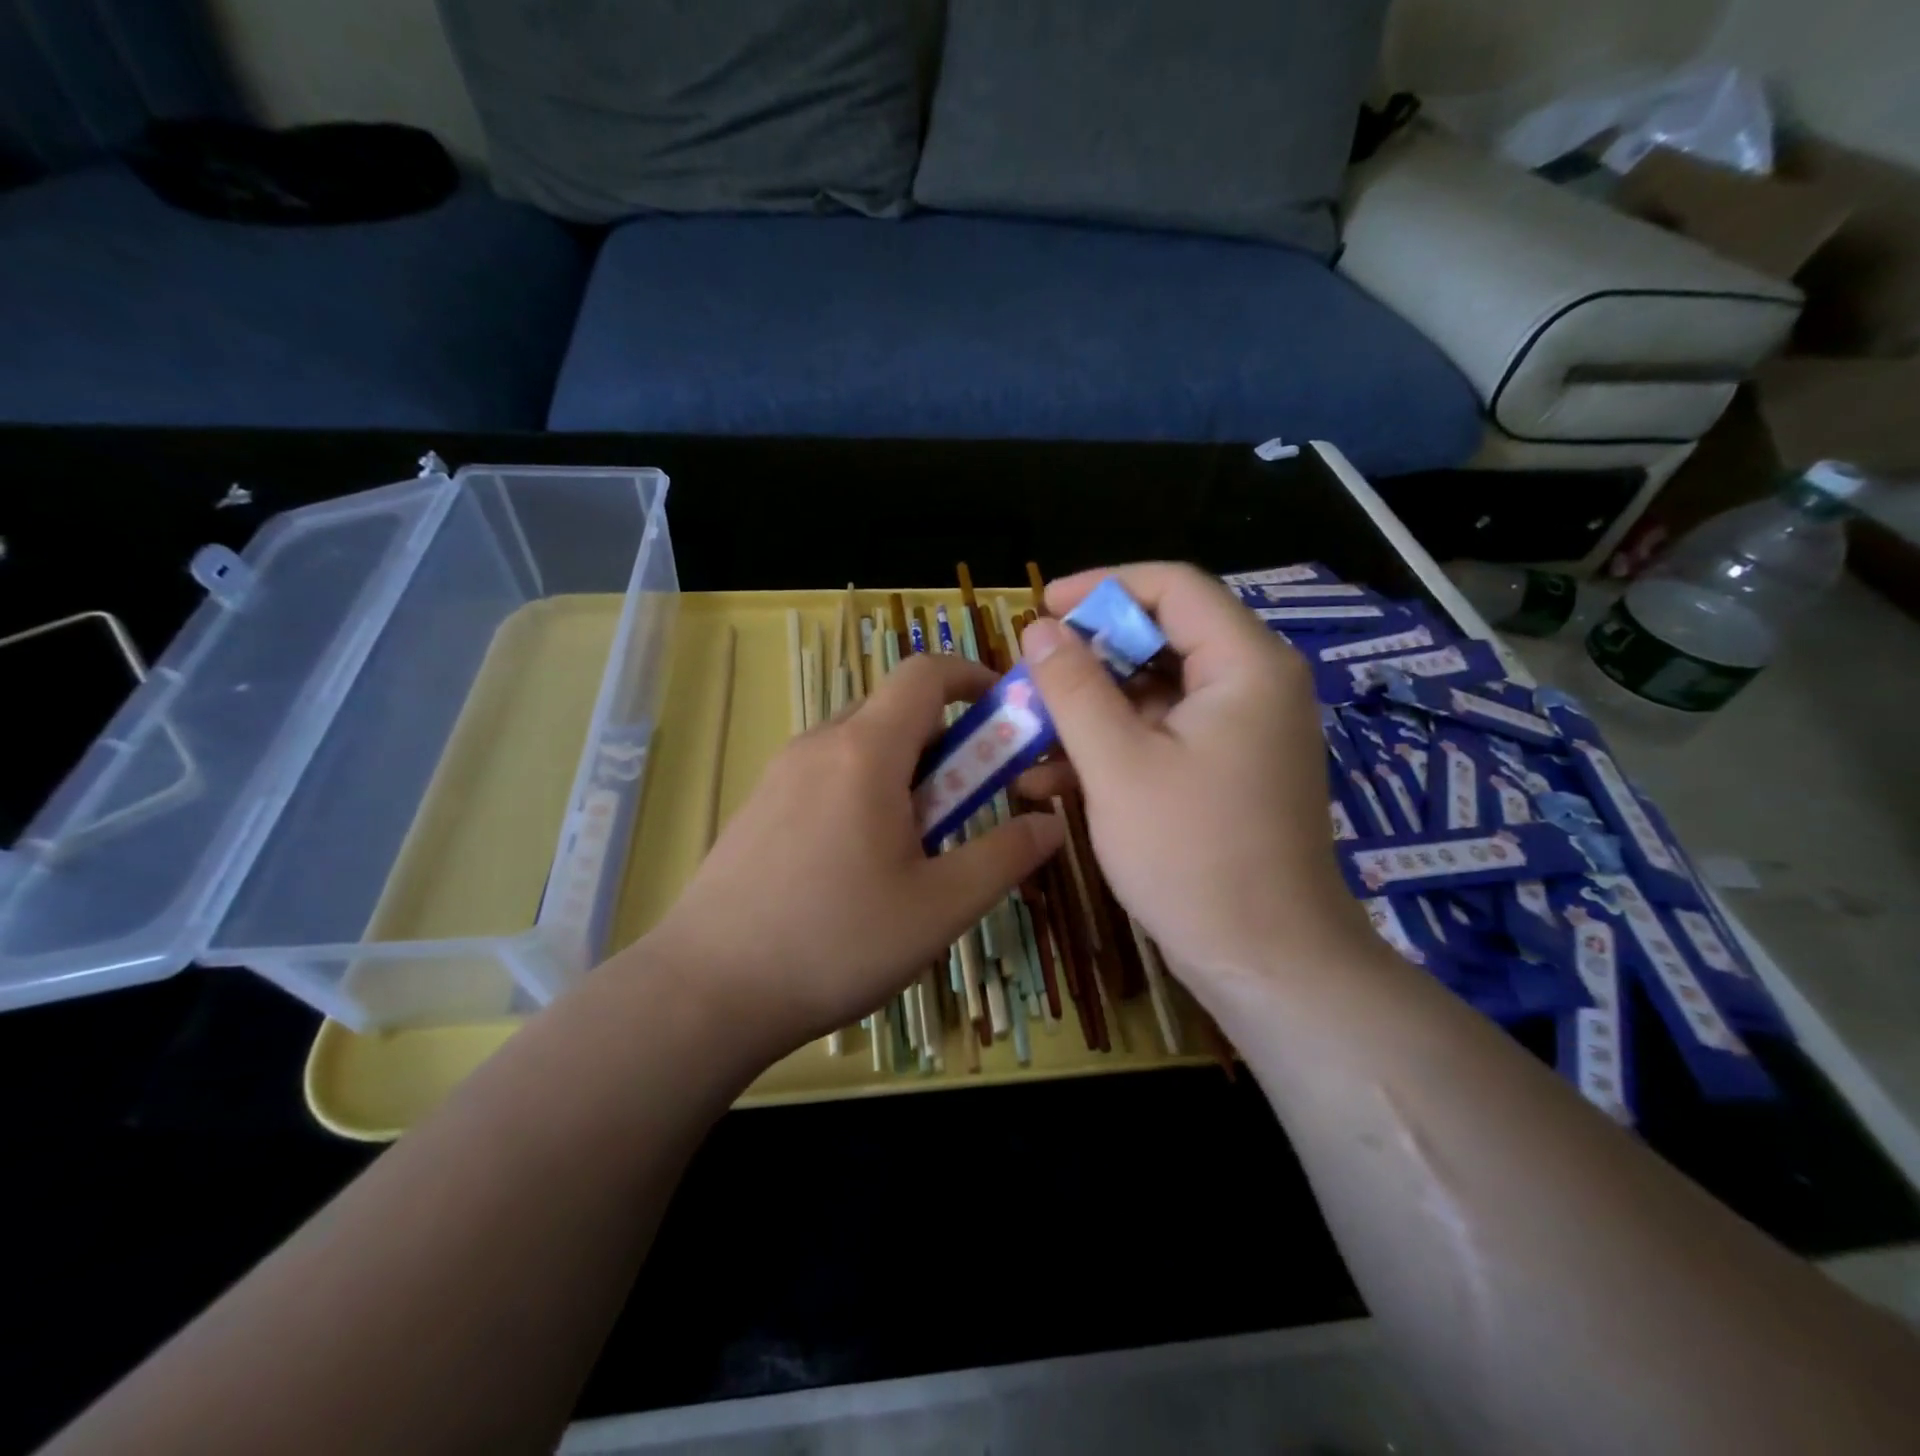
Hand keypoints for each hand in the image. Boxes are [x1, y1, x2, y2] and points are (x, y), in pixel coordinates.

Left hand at [641, 652, 1064, 1058]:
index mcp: (865, 751)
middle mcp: (818, 745)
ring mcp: (780, 774)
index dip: (972, 678)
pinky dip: (865, 791)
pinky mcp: (759, 807)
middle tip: (971, 803)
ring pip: (861, 745)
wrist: (706, 991)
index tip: (1005, 715)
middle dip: (947, 741)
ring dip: (905, 773)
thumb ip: (1004, 857)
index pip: (924, 673)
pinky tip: (862, 864)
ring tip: (919, 845)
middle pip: (895, 711)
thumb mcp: (940, 907)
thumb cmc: (835, 942)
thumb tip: (1051, 823)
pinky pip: (827, 774)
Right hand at [1018, 563, 1370, 989]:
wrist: (1265, 962)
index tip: (1041, 609)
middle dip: (1088, 658)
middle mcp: (1253, 685)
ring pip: (1154, 693)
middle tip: (1029, 677)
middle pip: (1161, 639)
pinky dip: (1112, 746)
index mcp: (1245, 665)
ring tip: (1027, 734)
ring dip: (1090, 709)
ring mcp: (1242, 732)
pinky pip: (1163, 736)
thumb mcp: (1117, 764)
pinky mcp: (1226, 771)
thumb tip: (1039, 629)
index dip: (1101, 588)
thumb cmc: (1192, 855)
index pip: (1172, 587)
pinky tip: (1052, 779)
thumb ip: (1073, 687)